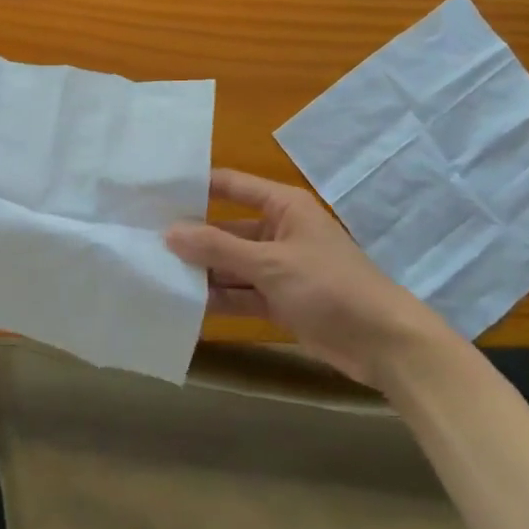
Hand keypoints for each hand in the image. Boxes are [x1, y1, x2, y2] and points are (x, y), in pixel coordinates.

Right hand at [166, 169, 443, 385]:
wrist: (384, 343)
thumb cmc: (329, 286)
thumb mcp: (271, 263)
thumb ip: (218, 247)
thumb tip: (169, 232)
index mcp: (282, 206)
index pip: (230, 185)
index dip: (195, 187)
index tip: (154, 192)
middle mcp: (278, 230)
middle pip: (226, 227)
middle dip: (192, 236)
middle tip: (145, 240)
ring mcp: (279, 267)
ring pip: (231, 263)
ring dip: (202, 270)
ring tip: (156, 273)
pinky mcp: (280, 300)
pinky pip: (242, 293)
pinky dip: (219, 298)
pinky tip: (185, 304)